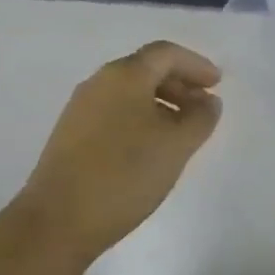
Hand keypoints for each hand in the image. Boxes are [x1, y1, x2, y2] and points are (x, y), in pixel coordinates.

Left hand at [19, 41, 222, 263]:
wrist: (57, 221)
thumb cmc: (124, 175)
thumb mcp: (176, 146)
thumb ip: (200, 118)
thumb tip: (208, 101)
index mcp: (124, 75)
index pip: (165, 53)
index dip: (195, 64)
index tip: (217, 84)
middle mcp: (99, 82)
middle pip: (146, 69)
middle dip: (179, 83)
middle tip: (203, 108)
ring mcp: (80, 108)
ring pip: (129, 92)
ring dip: (160, 103)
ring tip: (180, 131)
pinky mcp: (70, 134)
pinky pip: (114, 112)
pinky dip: (139, 118)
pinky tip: (149, 148)